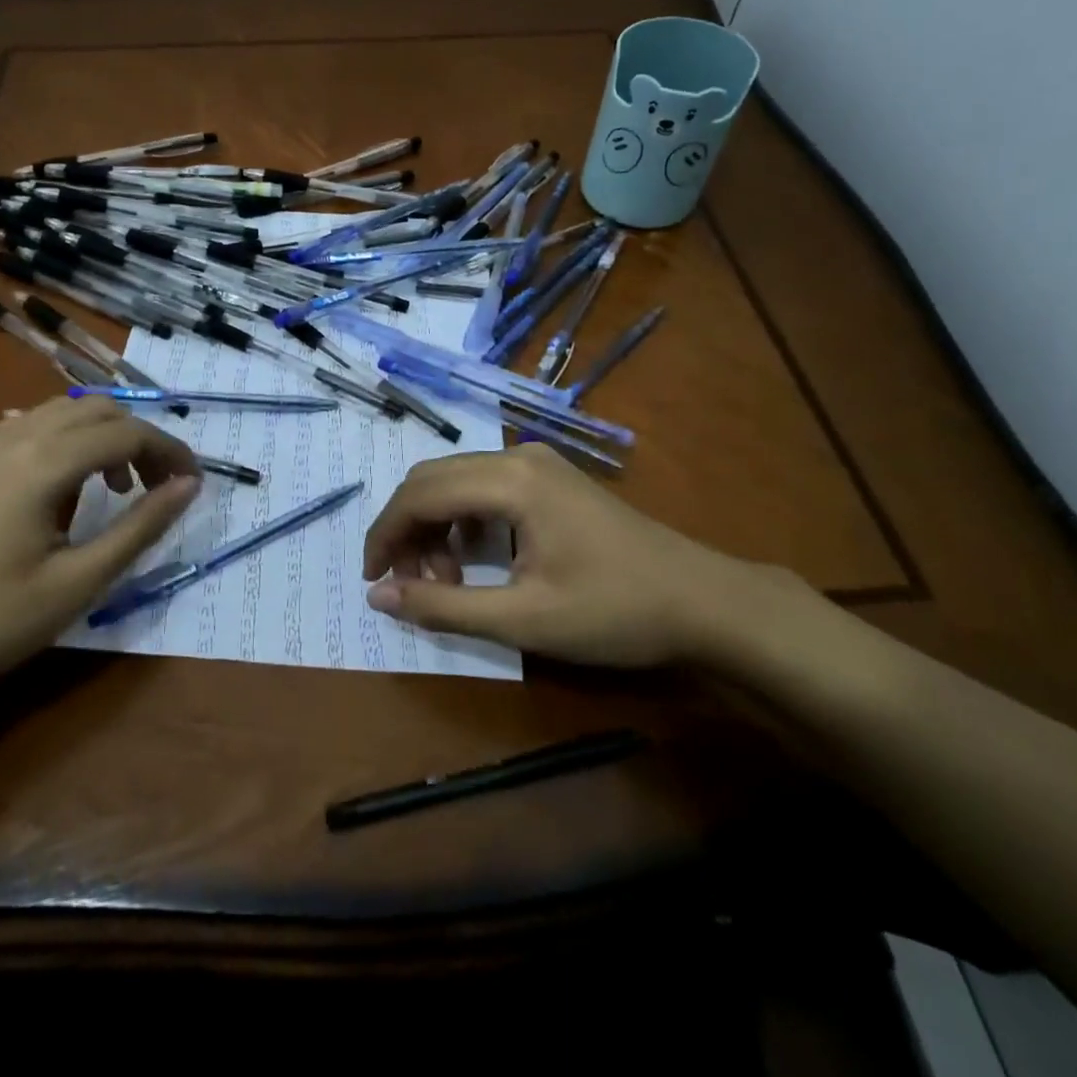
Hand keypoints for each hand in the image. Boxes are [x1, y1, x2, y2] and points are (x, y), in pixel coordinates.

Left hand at [0, 396, 198, 703]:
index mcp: (43, 462)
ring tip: (118, 489)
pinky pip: (36, 425)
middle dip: (141, 440)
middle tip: (159, 488)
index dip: (170, 452)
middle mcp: (15, 436)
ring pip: (67, 411)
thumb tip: (189, 486)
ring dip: (106, 437)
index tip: (194, 485)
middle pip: (100, 410)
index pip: (127, 433)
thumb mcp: (77, 583)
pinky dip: (71, 440)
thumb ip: (139, 527)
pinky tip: (69, 486)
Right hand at [362, 443, 815, 666]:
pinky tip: (477, 559)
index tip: (372, 580)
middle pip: (432, 479)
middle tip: (406, 585)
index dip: (385, 536)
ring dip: (436, 526)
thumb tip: (378, 597)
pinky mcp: (551, 478)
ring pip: (457, 481)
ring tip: (446, 581)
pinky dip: (465, 521)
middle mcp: (518, 456)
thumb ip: (444, 607)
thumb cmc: (615, 612)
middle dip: (407, 530)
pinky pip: (485, 487)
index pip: (419, 495)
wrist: (704, 601)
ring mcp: (538, 463)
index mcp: (509, 481)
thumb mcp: (523, 620)